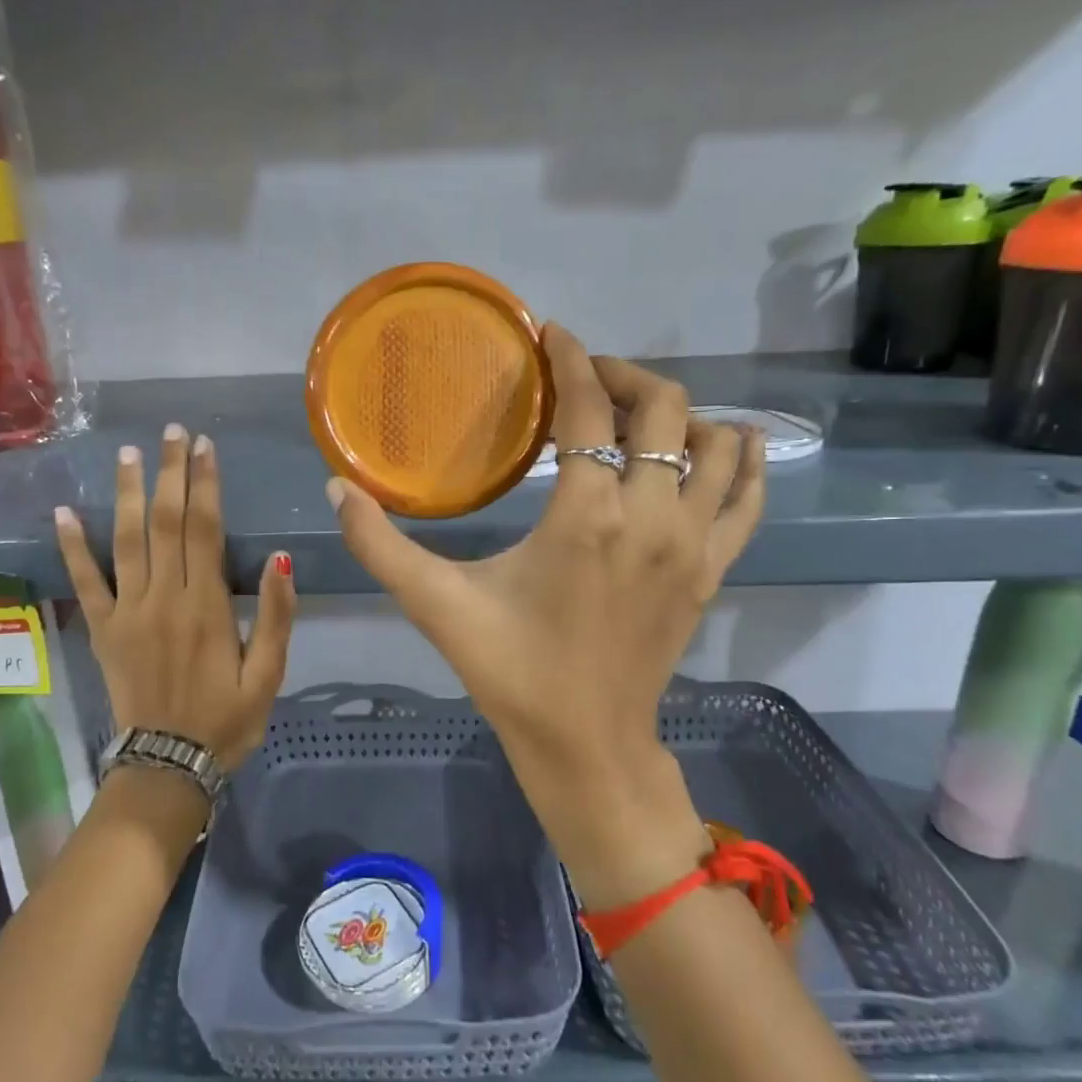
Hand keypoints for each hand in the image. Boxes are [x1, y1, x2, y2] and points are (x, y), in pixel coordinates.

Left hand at [56, 423, 296, 772]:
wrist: (168, 765)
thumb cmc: (226, 720)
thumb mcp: (269, 675)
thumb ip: (276, 617)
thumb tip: (280, 560)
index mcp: (206, 606)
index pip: (204, 529)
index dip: (205, 484)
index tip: (204, 446)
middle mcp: (163, 598)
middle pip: (165, 522)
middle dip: (170, 473)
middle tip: (172, 432)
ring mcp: (127, 612)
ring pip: (125, 540)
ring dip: (127, 493)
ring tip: (129, 453)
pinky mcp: (101, 630)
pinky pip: (83, 582)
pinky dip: (72, 546)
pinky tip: (64, 511)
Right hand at [327, 325, 765, 905]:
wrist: (587, 746)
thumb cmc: (512, 672)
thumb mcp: (437, 606)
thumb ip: (380, 546)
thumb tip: (334, 488)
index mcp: (587, 515)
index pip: (589, 408)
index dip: (572, 359)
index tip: (553, 335)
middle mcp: (652, 516)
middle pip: (664, 409)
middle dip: (624, 376)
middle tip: (586, 377)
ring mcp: (693, 544)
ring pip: (714, 444)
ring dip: (679, 413)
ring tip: (638, 412)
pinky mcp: (713, 571)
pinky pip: (747, 499)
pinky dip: (745, 461)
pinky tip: (735, 440)